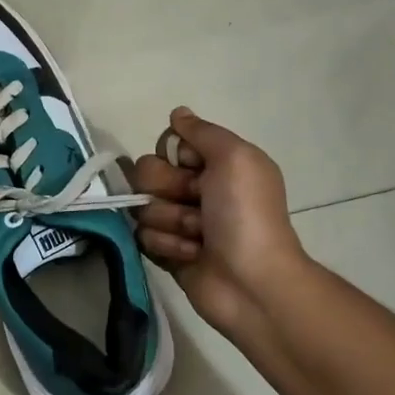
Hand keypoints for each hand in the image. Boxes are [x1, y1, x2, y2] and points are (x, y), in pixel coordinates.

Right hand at [132, 107, 310, 348]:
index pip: (168, 144)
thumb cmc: (247, 215)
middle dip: (169, 189)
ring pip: (142, 206)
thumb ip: (202, 132)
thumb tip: (178, 113)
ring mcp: (178, 220)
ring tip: (199, 238)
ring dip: (171, 221)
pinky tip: (191, 255)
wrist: (252, 282)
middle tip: (199, 205)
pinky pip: (142, 236)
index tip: (198, 170)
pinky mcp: (165, 250)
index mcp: (215, 164)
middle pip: (147, 172)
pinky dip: (168, 246)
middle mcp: (194, 188)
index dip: (176, 156)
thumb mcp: (235, 158)